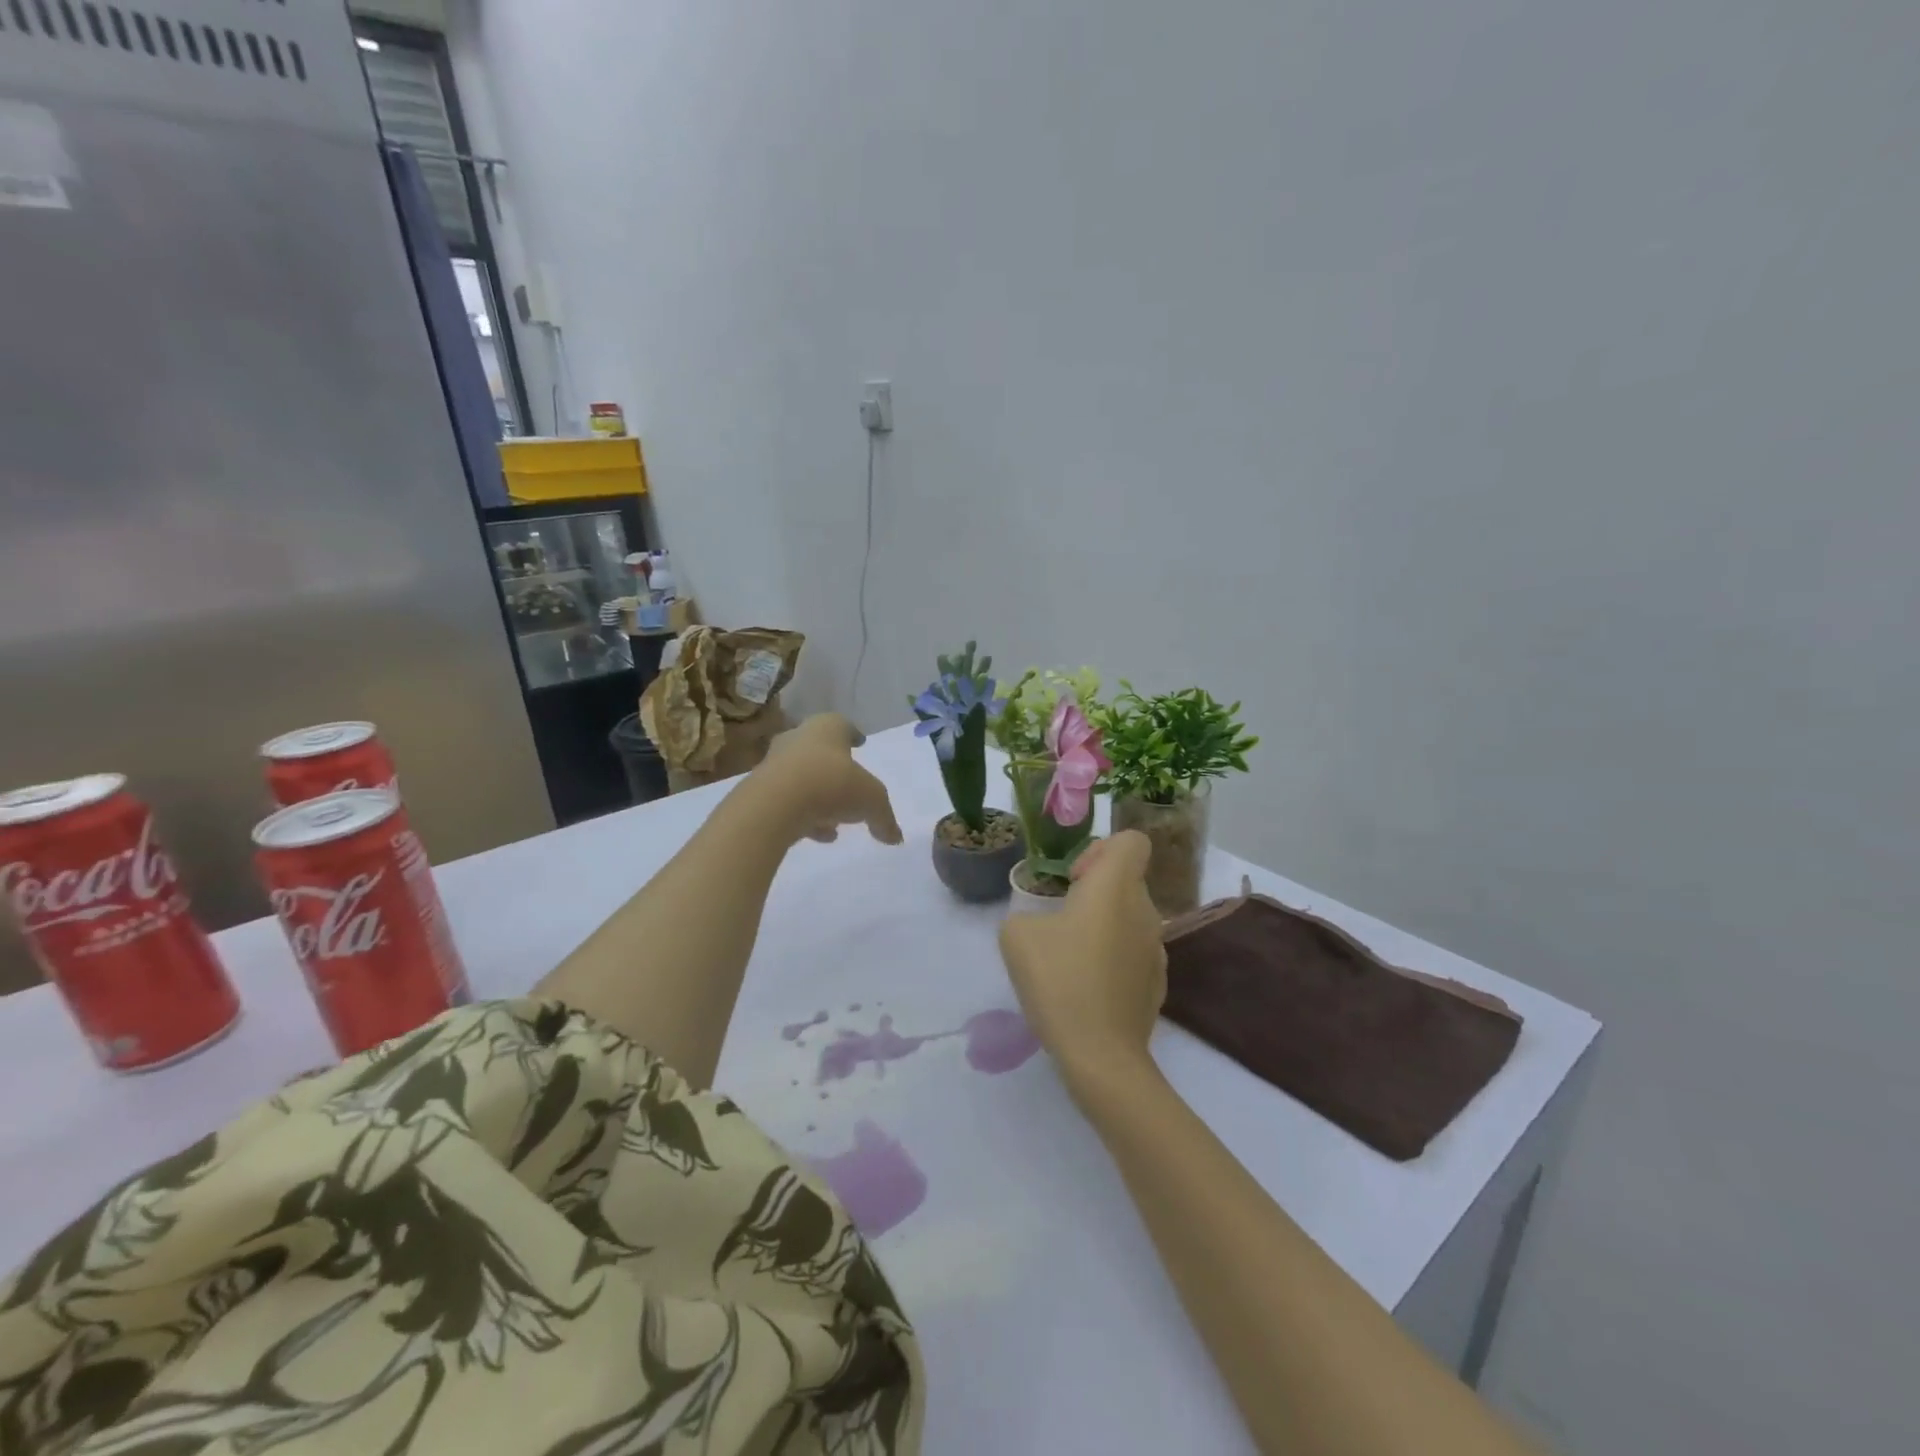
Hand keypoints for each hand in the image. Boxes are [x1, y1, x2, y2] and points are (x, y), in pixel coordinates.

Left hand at [753, 714, 904, 846]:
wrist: (775, 805)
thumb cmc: (832, 785)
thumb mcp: (872, 801)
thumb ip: (884, 818)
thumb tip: (895, 837)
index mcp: (826, 728)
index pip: (842, 725)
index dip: (853, 735)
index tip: (860, 742)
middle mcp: (798, 739)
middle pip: (818, 749)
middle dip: (834, 767)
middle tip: (847, 783)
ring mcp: (774, 764)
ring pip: (802, 776)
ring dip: (818, 795)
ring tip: (834, 820)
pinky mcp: (759, 792)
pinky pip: (788, 801)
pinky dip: (803, 814)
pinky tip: (818, 835)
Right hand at [998, 831, 1167, 1092]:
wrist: (1100, 1054)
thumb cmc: (1059, 981)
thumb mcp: (1016, 936)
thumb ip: (1026, 913)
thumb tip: (1042, 923)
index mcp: (1116, 886)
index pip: (1132, 841)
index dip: (1101, 849)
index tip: (1075, 880)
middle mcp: (1145, 909)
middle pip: (1126, 880)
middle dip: (1095, 891)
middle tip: (1061, 920)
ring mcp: (1156, 949)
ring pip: (1129, 918)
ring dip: (1103, 927)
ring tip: (1071, 959)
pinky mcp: (1157, 983)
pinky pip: (1133, 953)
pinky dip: (1113, 959)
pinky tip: (1088, 988)